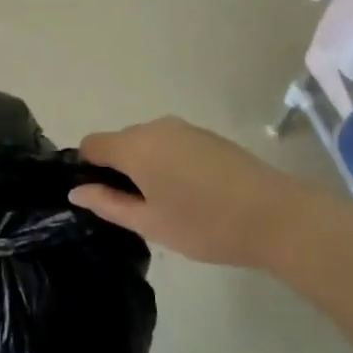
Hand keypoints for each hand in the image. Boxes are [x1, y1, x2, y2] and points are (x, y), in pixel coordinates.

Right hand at [70, 117, 309, 269]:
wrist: (276, 216)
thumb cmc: (205, 224)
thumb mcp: (150, 223)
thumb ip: (108, 204)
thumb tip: (76, 191)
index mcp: (135, 146)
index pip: (92, 144)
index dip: (87, 169)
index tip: (100, 198)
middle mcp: (155, 127)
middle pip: (120, 142)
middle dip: (118, 170)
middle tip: (136, 211)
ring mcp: (184, 128)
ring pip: (147, 143)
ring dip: (146, 167)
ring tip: (167, 205)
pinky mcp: (207, 135)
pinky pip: (171, 144)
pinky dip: (168, 163)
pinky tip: (191, 194)